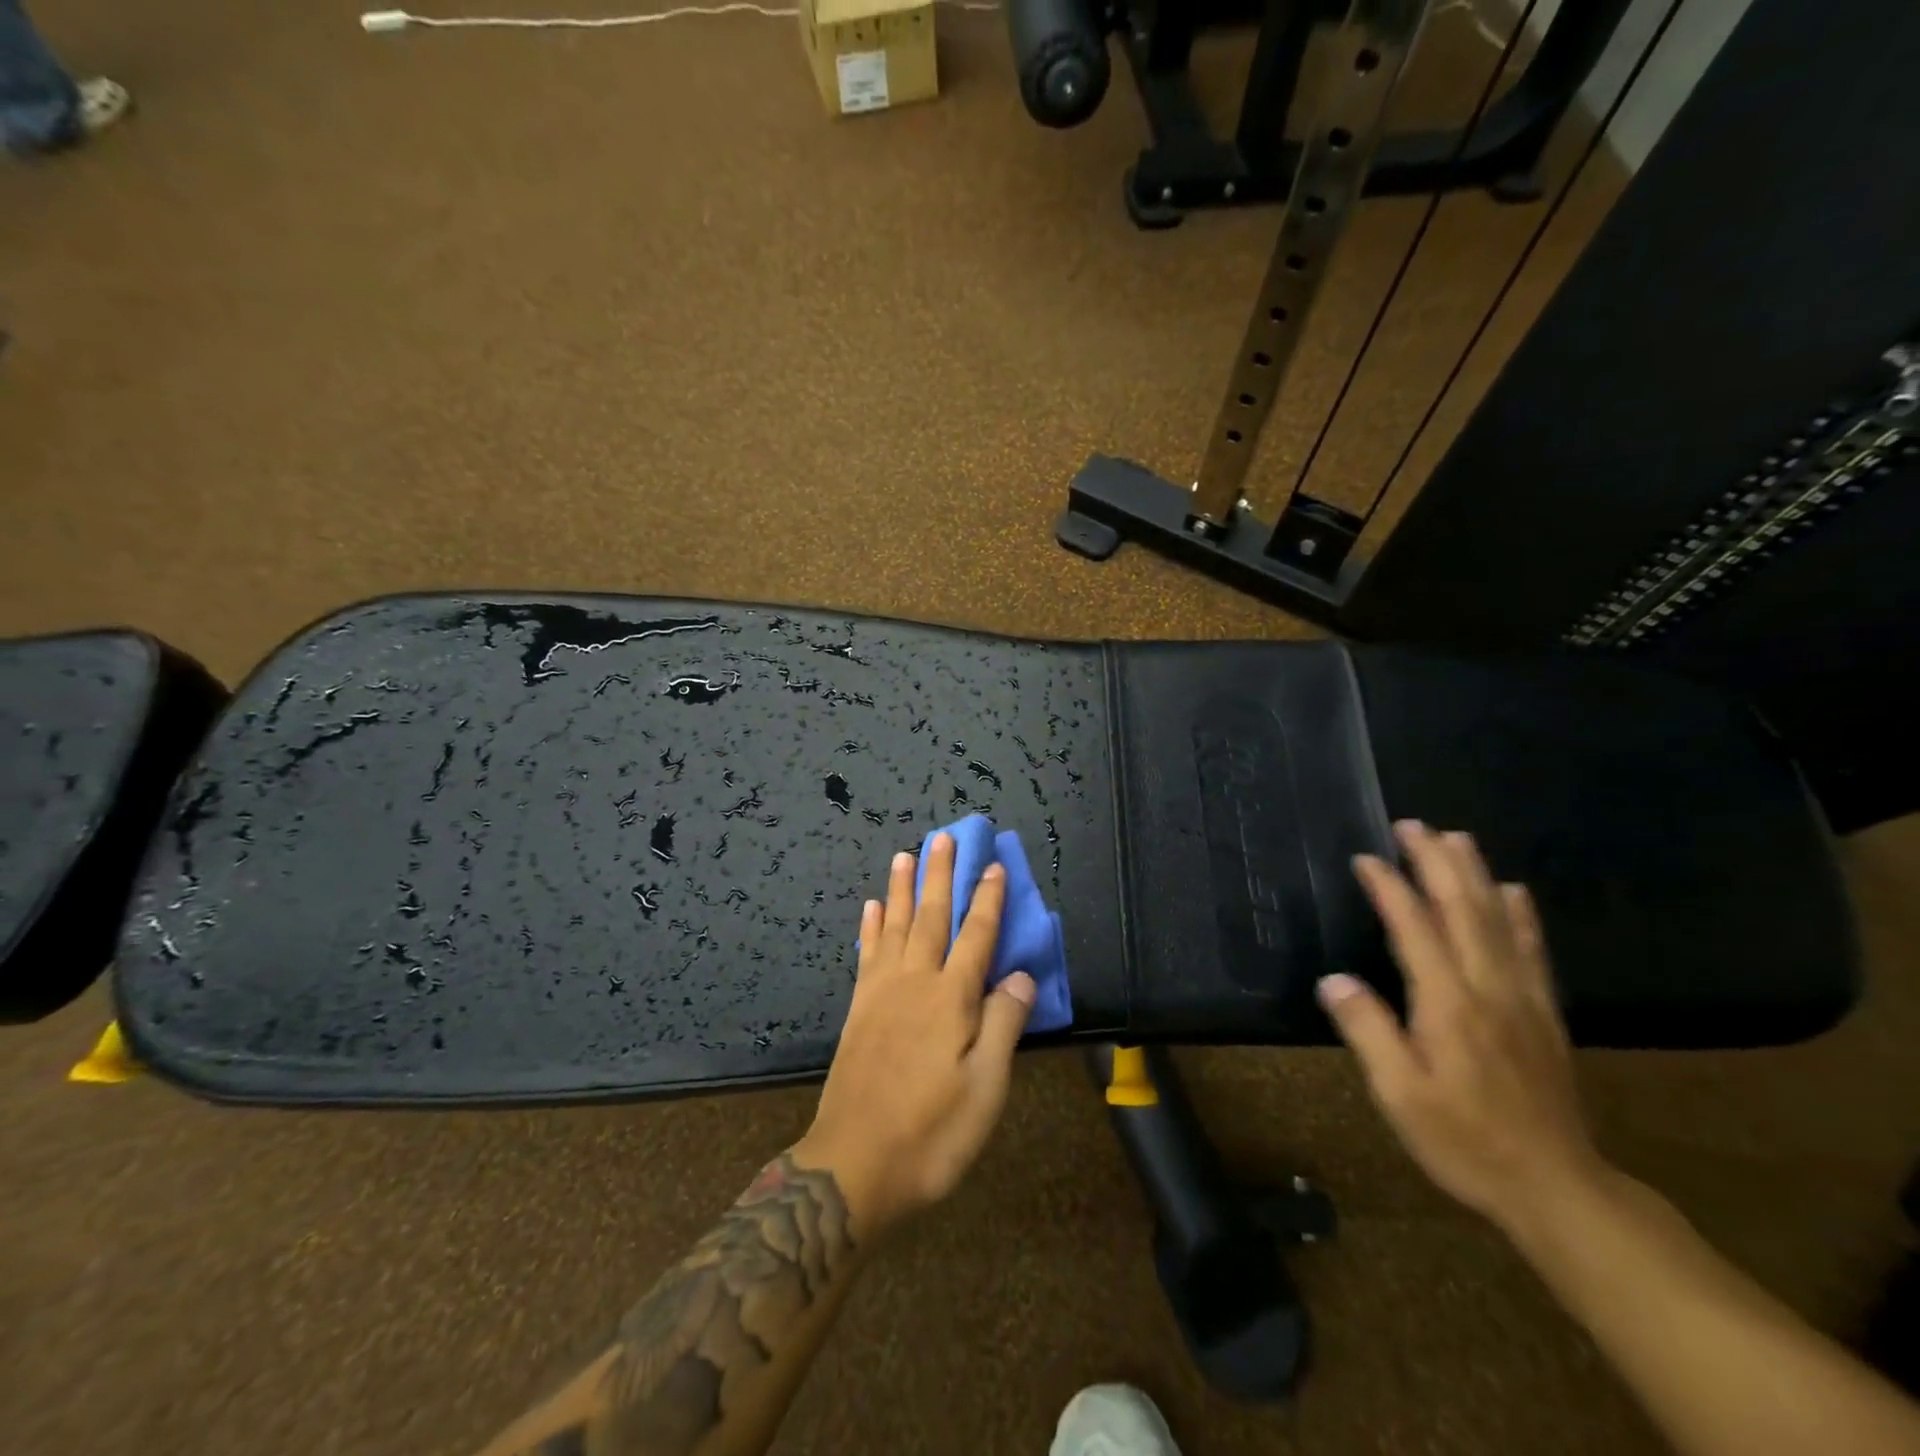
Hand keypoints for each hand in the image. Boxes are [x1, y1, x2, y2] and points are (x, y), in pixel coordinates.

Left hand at [792, 834, 1035, 1240]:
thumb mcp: (985, 1088)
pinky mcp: (858, 1010)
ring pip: (893, 926)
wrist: (854, 1165)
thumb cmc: (932, 1132)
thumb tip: (1020, 974)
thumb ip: (1003, 1024)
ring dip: (901, 888)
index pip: (976, 936)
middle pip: (930, 917)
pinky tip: (870, 908)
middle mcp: (915, 982)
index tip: (994, 865)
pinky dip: (869, 927)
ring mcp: (881, 993)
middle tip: (943, 837)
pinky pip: (866, 954)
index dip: (987, 900)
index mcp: (951, 998)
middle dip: (940, 875)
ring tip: (904, 854)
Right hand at [1320, 820, 1607, 1232]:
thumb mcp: (1399, 1094)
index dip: (1390, 888)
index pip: (1415, 928)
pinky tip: (1514, 892)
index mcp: (1448, 1004)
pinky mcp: (1544, 1014)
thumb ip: (1368, 1032)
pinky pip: (1533, 950)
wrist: (1556, 1188)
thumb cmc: (1463, 1140)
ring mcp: (1523, 998)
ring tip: (1457, 838)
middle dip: (1437, 863)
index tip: (1366, 858)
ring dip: (1475, 874)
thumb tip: (1335, 980)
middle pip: (1463, 910)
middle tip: (1413, 825)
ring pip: (1499, 920)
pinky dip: (1522, 914)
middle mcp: (1489, 988)